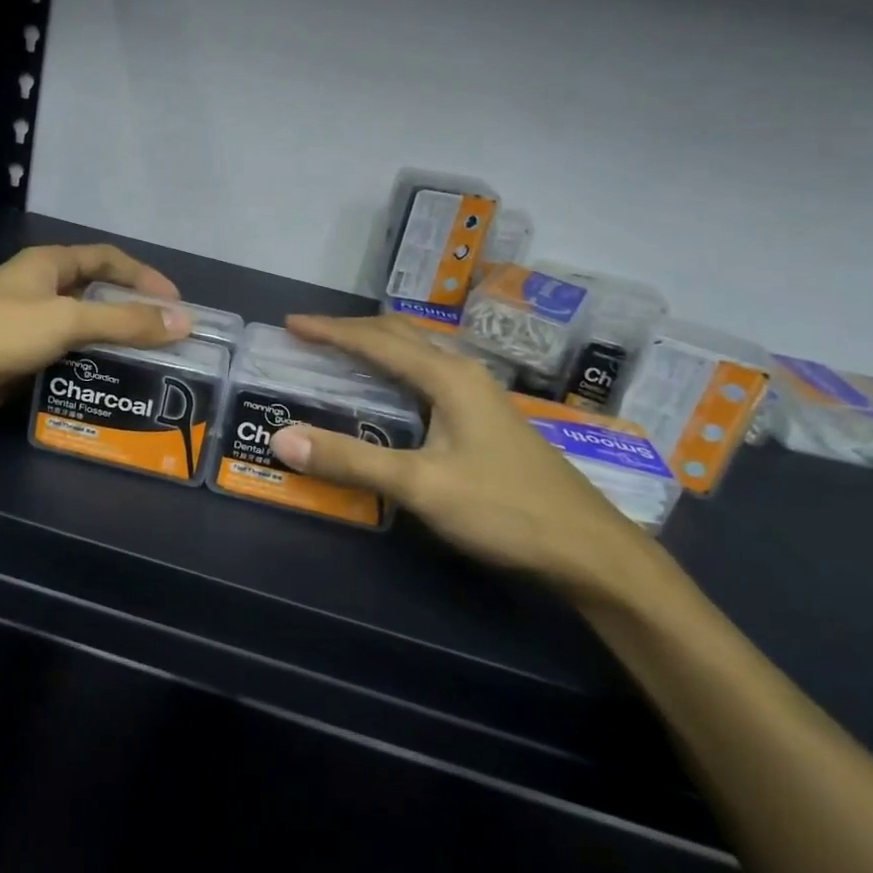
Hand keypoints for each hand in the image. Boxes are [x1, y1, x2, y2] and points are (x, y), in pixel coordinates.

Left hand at [0, 244, 191, 432]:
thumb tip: (183, 321)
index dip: (143, 276)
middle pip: (94, 295)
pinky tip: (106, 387)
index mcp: (46, 265)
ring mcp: (23, 326)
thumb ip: (124, 322)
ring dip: (109, 346)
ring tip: (145, 368)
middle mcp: (37, 290)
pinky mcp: (14, 360)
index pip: (106, 258)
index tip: (176, 304)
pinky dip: (85, 369)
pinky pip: (61, 359)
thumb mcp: (65, 320)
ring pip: (78, 331)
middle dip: (130, 314)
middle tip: (165, 340)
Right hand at [269, 315, 660, 596]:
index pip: (376, 341)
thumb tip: (281, 438)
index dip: (330, 330)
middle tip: (310, 336)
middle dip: (352, 330)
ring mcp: (480, 395)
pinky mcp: (486, 418)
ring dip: (377, 346)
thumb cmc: (504, 510)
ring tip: (341, 354)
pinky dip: (397, 369)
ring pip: (418, 353)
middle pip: (400, 335)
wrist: (590, 550)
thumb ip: (351, 461)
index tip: (290, 323)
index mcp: (448, 377)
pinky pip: (429, 375)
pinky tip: (391, 392)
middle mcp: (464, 374)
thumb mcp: (421, 486)